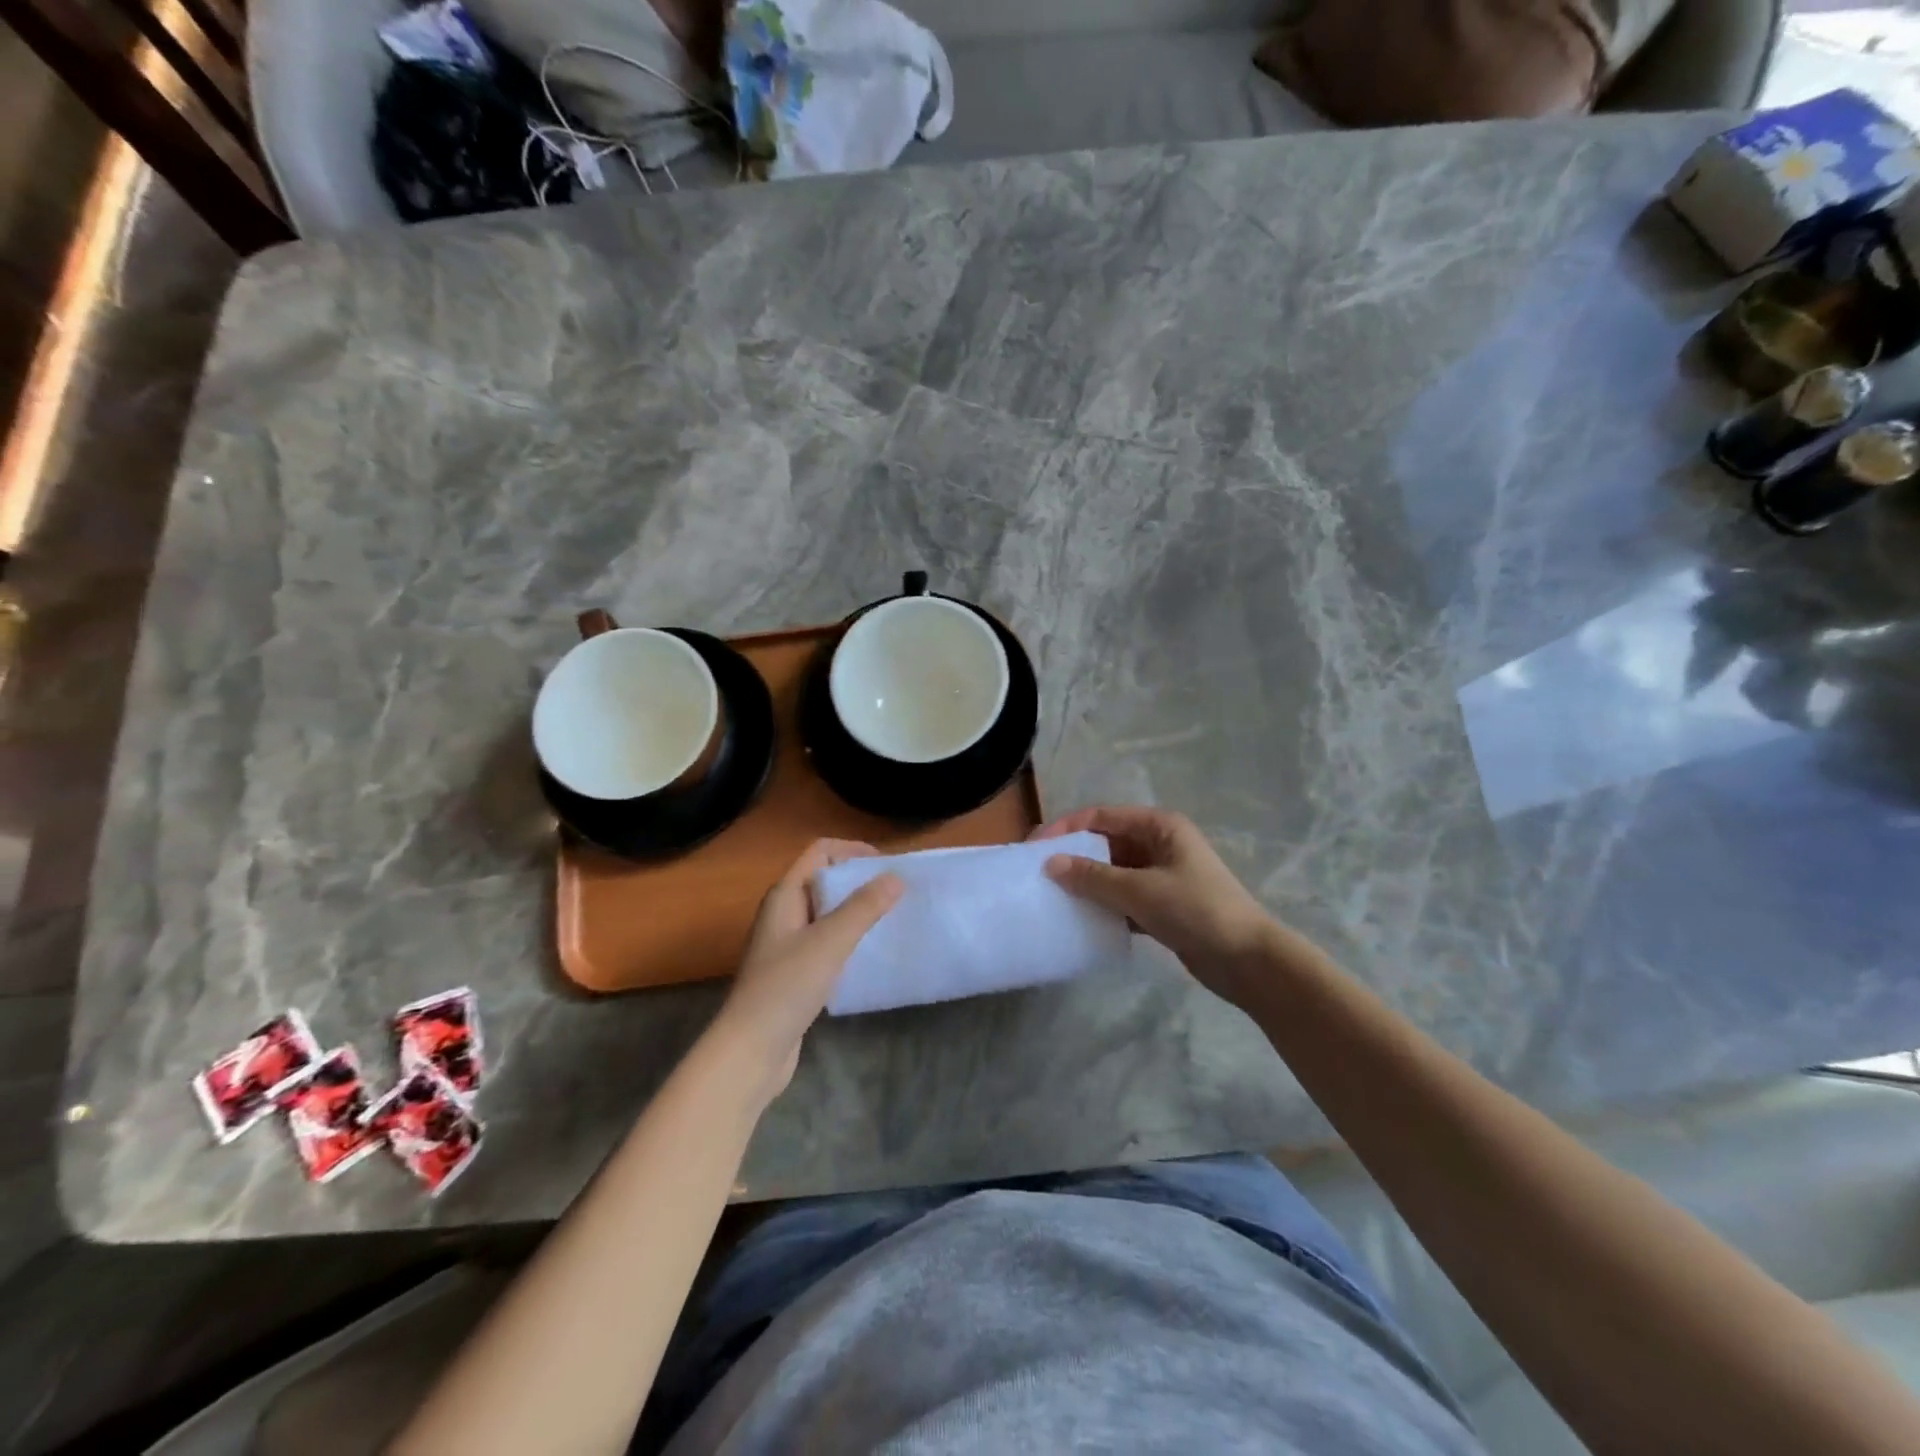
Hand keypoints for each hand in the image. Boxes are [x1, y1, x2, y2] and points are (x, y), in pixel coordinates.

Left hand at [716, 839, 902, 1097]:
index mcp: (785, 895)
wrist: (751, 1050)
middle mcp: (783, 912)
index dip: (853, 850)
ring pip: (828, 912)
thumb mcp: (830, 942)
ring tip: (891, 919)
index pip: (820, 852)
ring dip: (857, 911)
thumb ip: (864, 907)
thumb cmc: (787, 987)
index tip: (888, 865)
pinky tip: (870, 952)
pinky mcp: (795, 971)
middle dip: (860, 881)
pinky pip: (827, 940)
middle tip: (897, 892)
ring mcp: (787, 943)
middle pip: (825, 880)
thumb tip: (896, 876)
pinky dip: (849, 938)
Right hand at [1036, 806, 1278, 1007]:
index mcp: (1159, 826)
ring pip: (1113, 872)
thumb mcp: (1140, 890)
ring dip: (1087, 883)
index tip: (1034, 848)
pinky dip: (1104, 905)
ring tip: (1053, 897)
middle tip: (1038, 874)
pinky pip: (1124, 897)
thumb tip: (1050, 864)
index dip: (1065, 828)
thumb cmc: (1196, 911)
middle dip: (1073, 856)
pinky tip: (1082, 919)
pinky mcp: (1164, 905)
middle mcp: (1160, 843)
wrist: (1248, 961)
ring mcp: (1163, 875)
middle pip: (1106, 842)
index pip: (1101, 816)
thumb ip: (1093, 877)